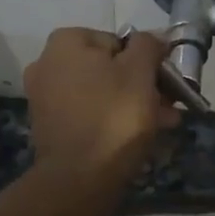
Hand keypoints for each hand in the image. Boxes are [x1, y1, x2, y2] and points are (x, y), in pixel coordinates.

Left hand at [23, 28, 178, 196]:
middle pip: (109, 68)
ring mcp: (45, 97)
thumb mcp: (141, 72)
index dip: (147, 62)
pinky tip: (138, 136)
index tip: (167, 83)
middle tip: (169, 106)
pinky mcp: (50, 126)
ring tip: (162, 124)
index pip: (119, 42)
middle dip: (142, 86)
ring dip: (133, 104)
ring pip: (102, 93)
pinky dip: (112, 120)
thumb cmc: (114, 116)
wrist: (80, 178)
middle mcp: (48, 64)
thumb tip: (154, 37)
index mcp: (66, 42)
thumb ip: (149, 46)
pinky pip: (89, 113)